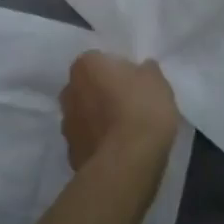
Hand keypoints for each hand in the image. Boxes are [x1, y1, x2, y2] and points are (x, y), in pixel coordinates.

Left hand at [59, 51, 178, 170]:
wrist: (127, 163)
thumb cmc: (141, 110)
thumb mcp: (156, 81)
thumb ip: (146, 71)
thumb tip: (142, 69)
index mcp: (85, 65)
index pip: (99, 60)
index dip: (117, 71)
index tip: (134, 84)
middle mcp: (69, 90)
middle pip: (87, 86)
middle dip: (102, 93)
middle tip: (128, 105)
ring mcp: (66, 123)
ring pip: (84, 114)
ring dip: (97, 119)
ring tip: (124, 131)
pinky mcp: (70, 152)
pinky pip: (87, 140)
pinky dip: (98, 142)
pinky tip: (117, 150)